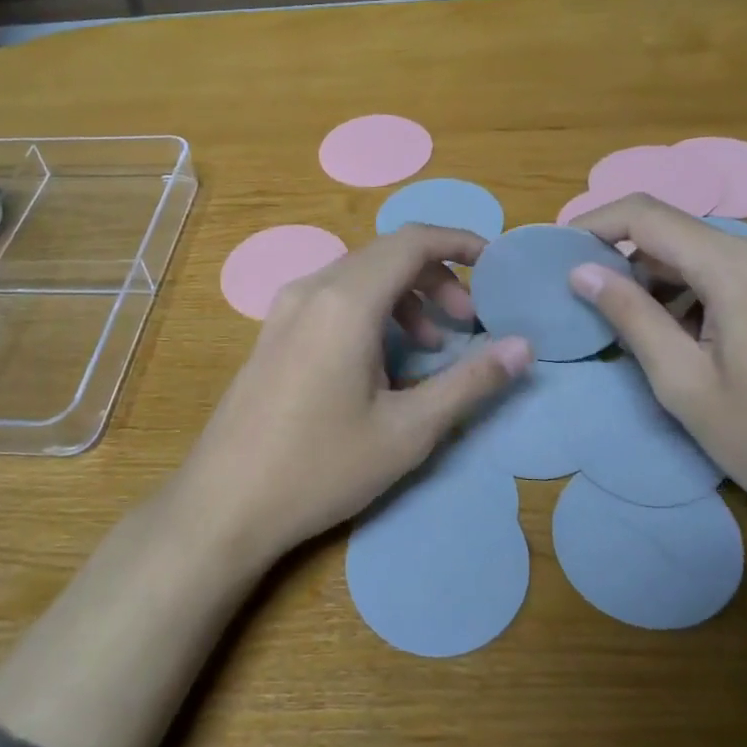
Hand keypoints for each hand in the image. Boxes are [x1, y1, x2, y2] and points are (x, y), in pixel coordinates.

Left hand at [171, 225, 530, 559]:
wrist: (223, 505)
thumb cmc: (321, 467)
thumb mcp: (408, 431)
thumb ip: (470, 382)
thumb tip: (523, 347)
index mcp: (346, 301)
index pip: (413, 241)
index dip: (460, 243)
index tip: (494, 267)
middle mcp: (311, 289)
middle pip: (386, 255)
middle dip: (436, 278)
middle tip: (467, 323)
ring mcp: (284, 310)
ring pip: (357, 277)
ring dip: (403, 297)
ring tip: (430, 346)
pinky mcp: (271, 334)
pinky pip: (331, 299)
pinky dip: (370, 311)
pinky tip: (380, 362)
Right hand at [566, 194, 746, 535]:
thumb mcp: (683, 383)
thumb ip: (630, 316)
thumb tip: (582, 272)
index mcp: (739, 265)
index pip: (647, 215)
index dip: (593, 225)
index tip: (557, 252)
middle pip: (677, 234)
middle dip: (626, 262)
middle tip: (589, 305)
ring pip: (706, 255)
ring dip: (663, 283)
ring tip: (636, 332)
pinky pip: (736, 272)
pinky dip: (698, 293)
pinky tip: (689, 338)